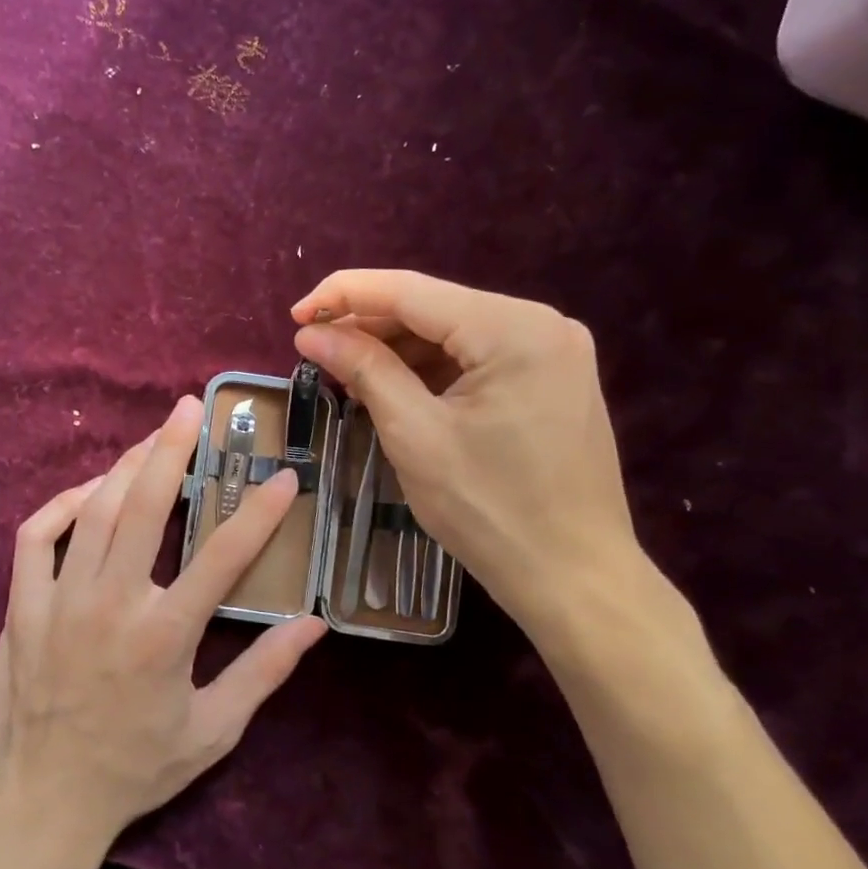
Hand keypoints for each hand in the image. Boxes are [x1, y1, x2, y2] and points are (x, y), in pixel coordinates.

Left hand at [0, 396, 327, 844]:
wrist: (44, 799)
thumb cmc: (135, 768)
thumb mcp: (213, 732)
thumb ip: (264, 673)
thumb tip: (314, 624)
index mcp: (165, 635)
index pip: (223, 556)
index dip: (259, 511)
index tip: (283, 476)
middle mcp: (113, 603)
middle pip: (146, 506)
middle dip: (171, 449)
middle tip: (188, 409)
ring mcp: (60, 600)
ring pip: (94, 511)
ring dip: (124, 467)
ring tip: (149, 441)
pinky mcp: (22, 606)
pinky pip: (36, 537)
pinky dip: (60, 505)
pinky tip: (86, 492)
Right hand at [290, 270, 640, 631]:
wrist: (574, 577)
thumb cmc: (489, 509)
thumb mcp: (414, 435)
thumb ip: (364, 369)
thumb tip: (311, 333)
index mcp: (513, 329)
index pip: (410, 291)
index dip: (343, 295)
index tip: (293, 316)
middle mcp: (541, 323)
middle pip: (433, 308)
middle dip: (369, 325)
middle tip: (315, 350)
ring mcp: (552, 351)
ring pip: (452, 333)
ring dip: (397, 349)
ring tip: (348, 374)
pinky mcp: (551, 379)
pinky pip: (476, 357)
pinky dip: (430, 369)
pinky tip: (395, 389)